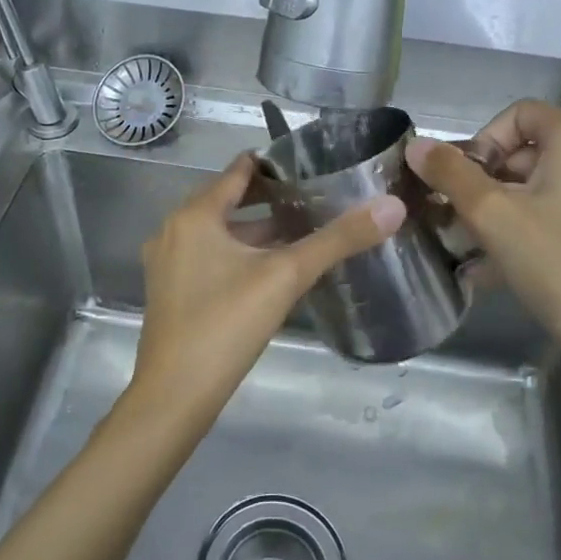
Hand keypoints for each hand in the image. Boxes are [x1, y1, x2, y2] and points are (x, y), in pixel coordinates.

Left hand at [128, 154, 403, 425]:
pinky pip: (209, 256)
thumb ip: (338, 239)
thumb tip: (392, 206)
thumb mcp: (286, 276)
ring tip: (302, 230)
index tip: (312, 162)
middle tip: (316, 195)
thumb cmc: (226, 325)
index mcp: (195, 214)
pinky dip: (239, 252)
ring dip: (256, 228)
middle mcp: (174, 230)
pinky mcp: (172, 291)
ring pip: (219, 231)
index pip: (238, 170)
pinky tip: (271, 269)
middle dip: (270, 196)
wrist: (174, 397)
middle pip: (227, 199)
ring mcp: (168, 262)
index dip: (275, 162)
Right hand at [406, 100, 560, 402]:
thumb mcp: (493, 218)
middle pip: (533, 149)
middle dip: (490, 181)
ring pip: (549, 185)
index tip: (463, 183)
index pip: (518, 113)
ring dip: (507, 209)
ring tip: (477, 249)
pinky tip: (506, 268)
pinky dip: (536, 226)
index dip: (481, 141)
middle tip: (464, 221)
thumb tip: (414, 144)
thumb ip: (450, 175)